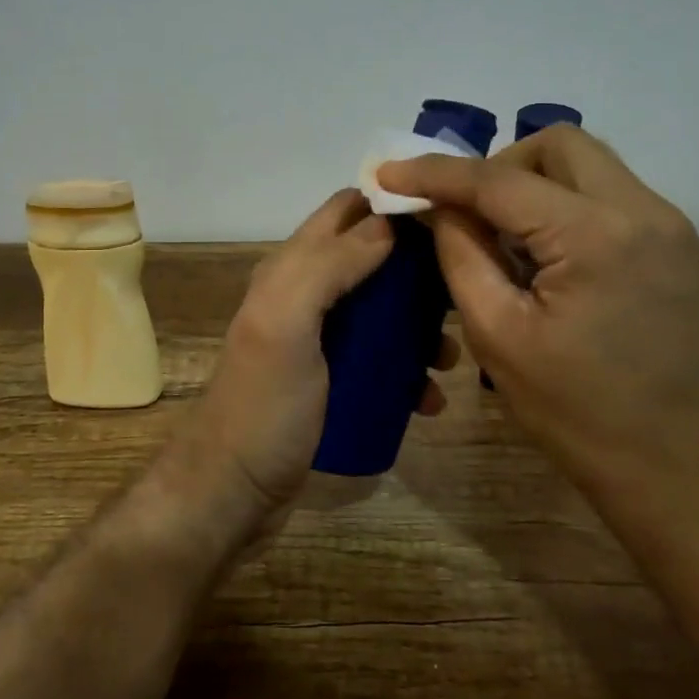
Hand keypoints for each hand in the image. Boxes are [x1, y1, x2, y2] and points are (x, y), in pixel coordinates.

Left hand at [164, 189, 459, 544]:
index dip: (393, 206)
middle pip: (373, 259)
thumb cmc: (264, 406)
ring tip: (449, 357)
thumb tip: (388, 223)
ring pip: (383, 312)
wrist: (235, 492)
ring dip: (420, 326)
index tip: (448, 220)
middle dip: (418, 271)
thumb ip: (329, 266)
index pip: (346, 210)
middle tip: (462, 293)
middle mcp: (305, 295)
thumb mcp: (288, 324)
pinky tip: (430, 399)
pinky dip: (408, 371)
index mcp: (291, 269)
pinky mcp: (334, 380)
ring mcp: (320, 341)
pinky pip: (381, 360)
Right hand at [377, 126, 698, 503]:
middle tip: (466, 214)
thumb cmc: (580, 415)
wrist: (681, 469)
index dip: (435, 172)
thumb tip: (437, 207)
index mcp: (594, 235)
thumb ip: (461, 255)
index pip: (499, 180)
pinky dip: (562, 205)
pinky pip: (606, 195)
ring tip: (502, 239)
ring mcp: (666, 224)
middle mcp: (641, 210)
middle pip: (558, 145)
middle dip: (499, 166)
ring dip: (532, 184)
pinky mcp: (672, 245)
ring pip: (586, 165)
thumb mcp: (499, 336)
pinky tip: (542, 256)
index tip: (386, 173)